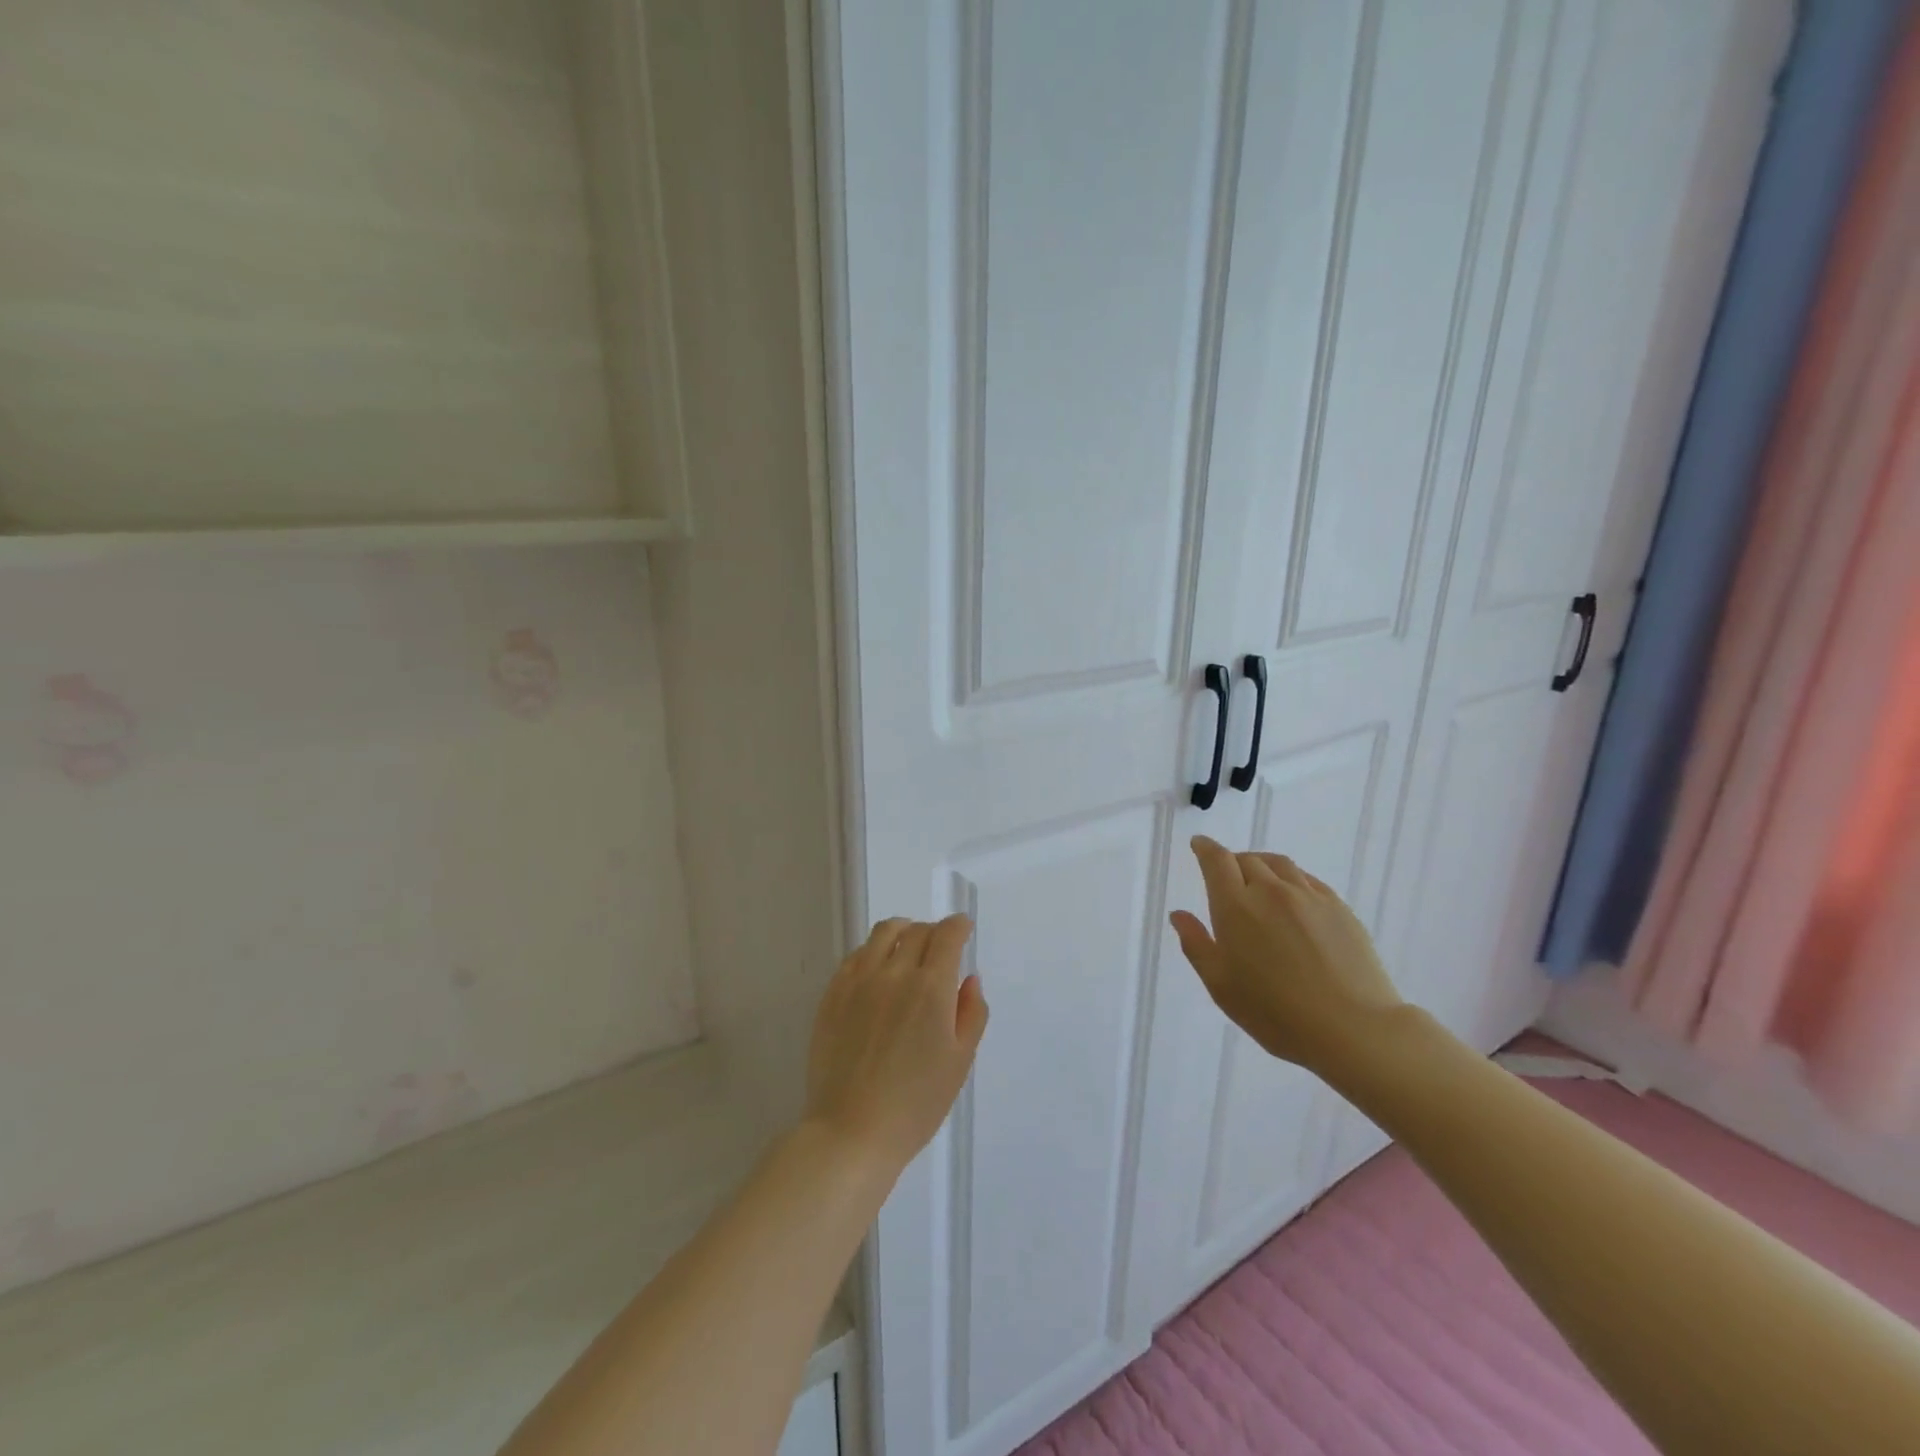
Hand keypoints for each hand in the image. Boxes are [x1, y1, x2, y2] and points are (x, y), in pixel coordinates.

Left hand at [802, 915, 989, 1176]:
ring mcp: (858, 981)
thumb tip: (968, 979)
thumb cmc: (916, 1103)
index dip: (959, 925)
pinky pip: (856, 955)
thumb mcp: (960, 1061)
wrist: (852, 1131)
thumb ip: (971, 1013)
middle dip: (935, 931)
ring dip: (903, 931)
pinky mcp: (832, 994)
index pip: (947, 936)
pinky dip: (873, 950)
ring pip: (883, 933)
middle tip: (941, 945)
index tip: (964, 928)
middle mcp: (894, 973)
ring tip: (908, 944)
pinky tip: (878, 967)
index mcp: (930, 988)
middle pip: (917, 931)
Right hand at [1169, 836, 1402, 1073]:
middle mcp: (1271, 891)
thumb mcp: (1220, 985)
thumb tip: (1179, 914)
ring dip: (1262, 866)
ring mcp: (1309, 897)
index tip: (1199, 845)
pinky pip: (1308, 880)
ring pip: (1279, 865)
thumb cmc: (1275, 1012)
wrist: (1353, 1029)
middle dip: (1232, 862)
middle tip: (1228, 878)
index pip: (1217, 861)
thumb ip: (1196, 944)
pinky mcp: (1339, 908)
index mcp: (1236, 906)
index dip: (1205, 849)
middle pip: (1247, 859)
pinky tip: (1293, 899)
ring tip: (1259, 881)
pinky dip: (1291, 879)